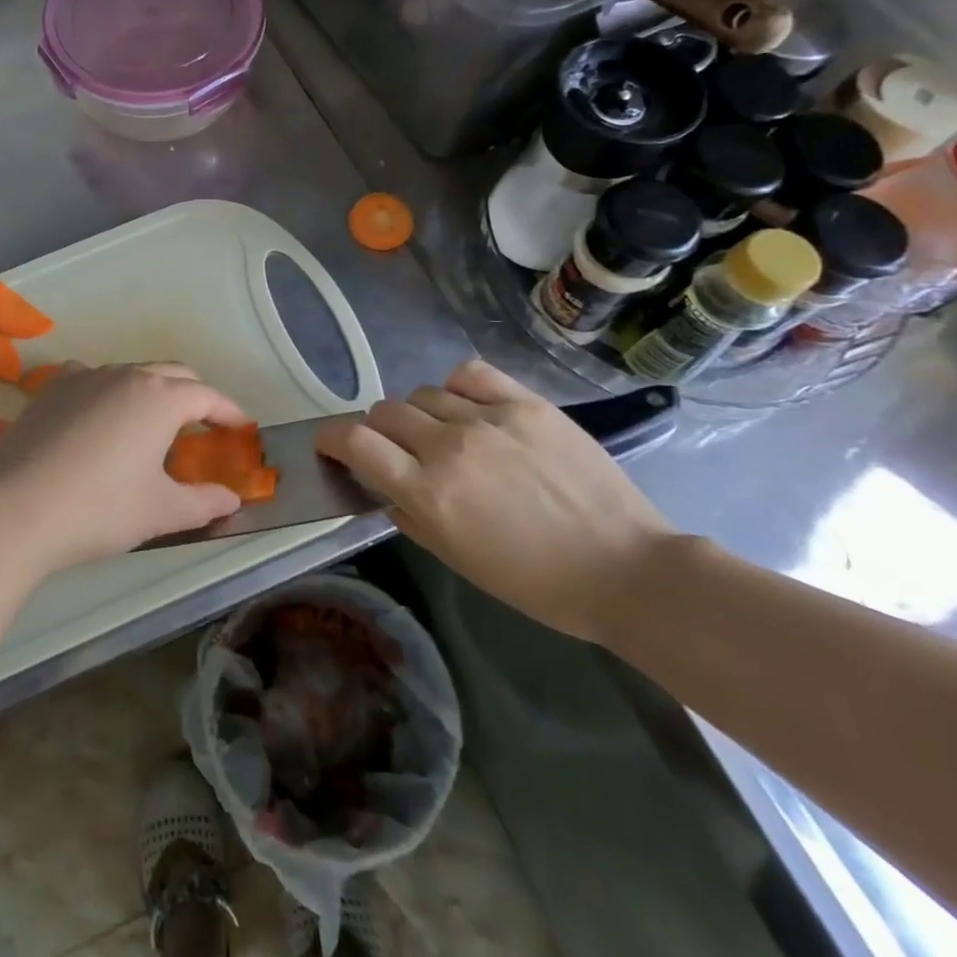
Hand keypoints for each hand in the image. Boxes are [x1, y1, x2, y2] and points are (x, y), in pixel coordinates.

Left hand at [0, 362, 247, 576]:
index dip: (228, 411)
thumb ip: (204, 502)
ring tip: (152, 422)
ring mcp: (83, 377)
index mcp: (160, 398)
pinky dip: (107, 390)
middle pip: (172, 373)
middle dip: (194, 395)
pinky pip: (90, 377)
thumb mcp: (161, 511)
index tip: (241, 427)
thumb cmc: (100, 509)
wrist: (13, 509)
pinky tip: (99, 414)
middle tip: (204, 424)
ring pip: (130, 372)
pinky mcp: (50, 390)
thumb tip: (232, 498)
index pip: (207, 395)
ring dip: (151, 390)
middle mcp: (125, 375)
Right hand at [315, 360, 674, 642]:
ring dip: (419, 415)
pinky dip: (456, 387)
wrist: (625, 569)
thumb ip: (410, 516)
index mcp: (428, 492)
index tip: (331, 444)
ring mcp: (489, 419)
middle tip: (397, 450)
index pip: (354, 442)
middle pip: (384, 412)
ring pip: (423, 394)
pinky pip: (469, 374)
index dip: (332, 438)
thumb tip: (386, 486)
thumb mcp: (457, 560)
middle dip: (378, 430)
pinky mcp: (526, 403)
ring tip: (442, 433)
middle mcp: (449, 447)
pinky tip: (467, 405)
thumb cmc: (536, 581)